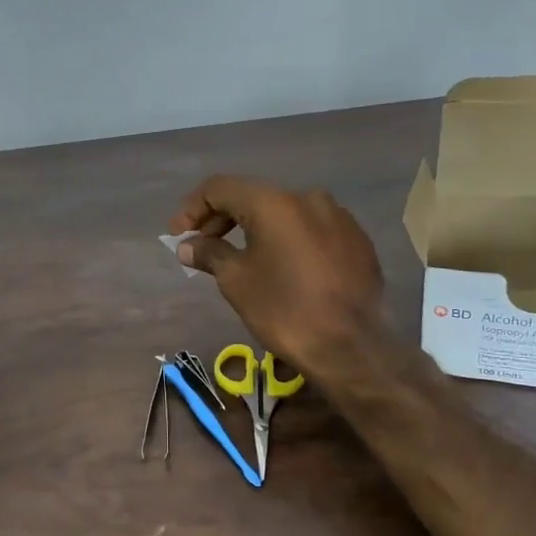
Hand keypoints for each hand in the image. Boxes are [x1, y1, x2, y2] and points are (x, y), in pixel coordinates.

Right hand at [170, 177, 385, 375]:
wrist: (352, 347)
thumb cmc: (284, 310)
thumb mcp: (236, 281)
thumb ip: (210, 253)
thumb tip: (188, 245)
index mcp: (274, 202)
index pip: (220, 188)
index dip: (192, 208)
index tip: (178, 236)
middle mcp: (308, 197)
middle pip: (252, 196)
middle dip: (222, 218)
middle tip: (202, 246)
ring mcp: (338, 216)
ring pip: (284, 212)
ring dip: (254, 228)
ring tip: (239, 257)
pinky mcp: (356, 239)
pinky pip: (310, 229)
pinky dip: (286, 239)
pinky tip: (280, 266)